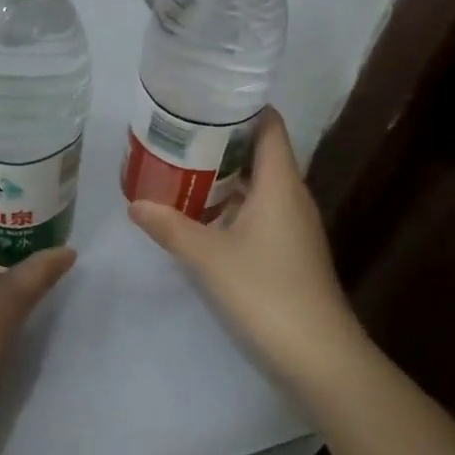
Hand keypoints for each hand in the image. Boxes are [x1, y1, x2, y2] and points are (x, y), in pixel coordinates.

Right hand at [128, 110, 361, 388]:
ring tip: (181, 165)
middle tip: (178, 131)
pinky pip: (260, 209)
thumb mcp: (209, 257)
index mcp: (280, 183)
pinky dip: (233, 203)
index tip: (204, 97)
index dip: (242, 106)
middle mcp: (291, 195)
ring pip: (258, 183)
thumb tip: (135, 203)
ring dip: (224, 174)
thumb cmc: (266, 292)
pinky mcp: (291, 250)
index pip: (269, 125)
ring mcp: (294, 225)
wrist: (320, 356)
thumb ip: (170, 227)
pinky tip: (202, 213)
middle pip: (260, 151)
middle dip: (221, 139)